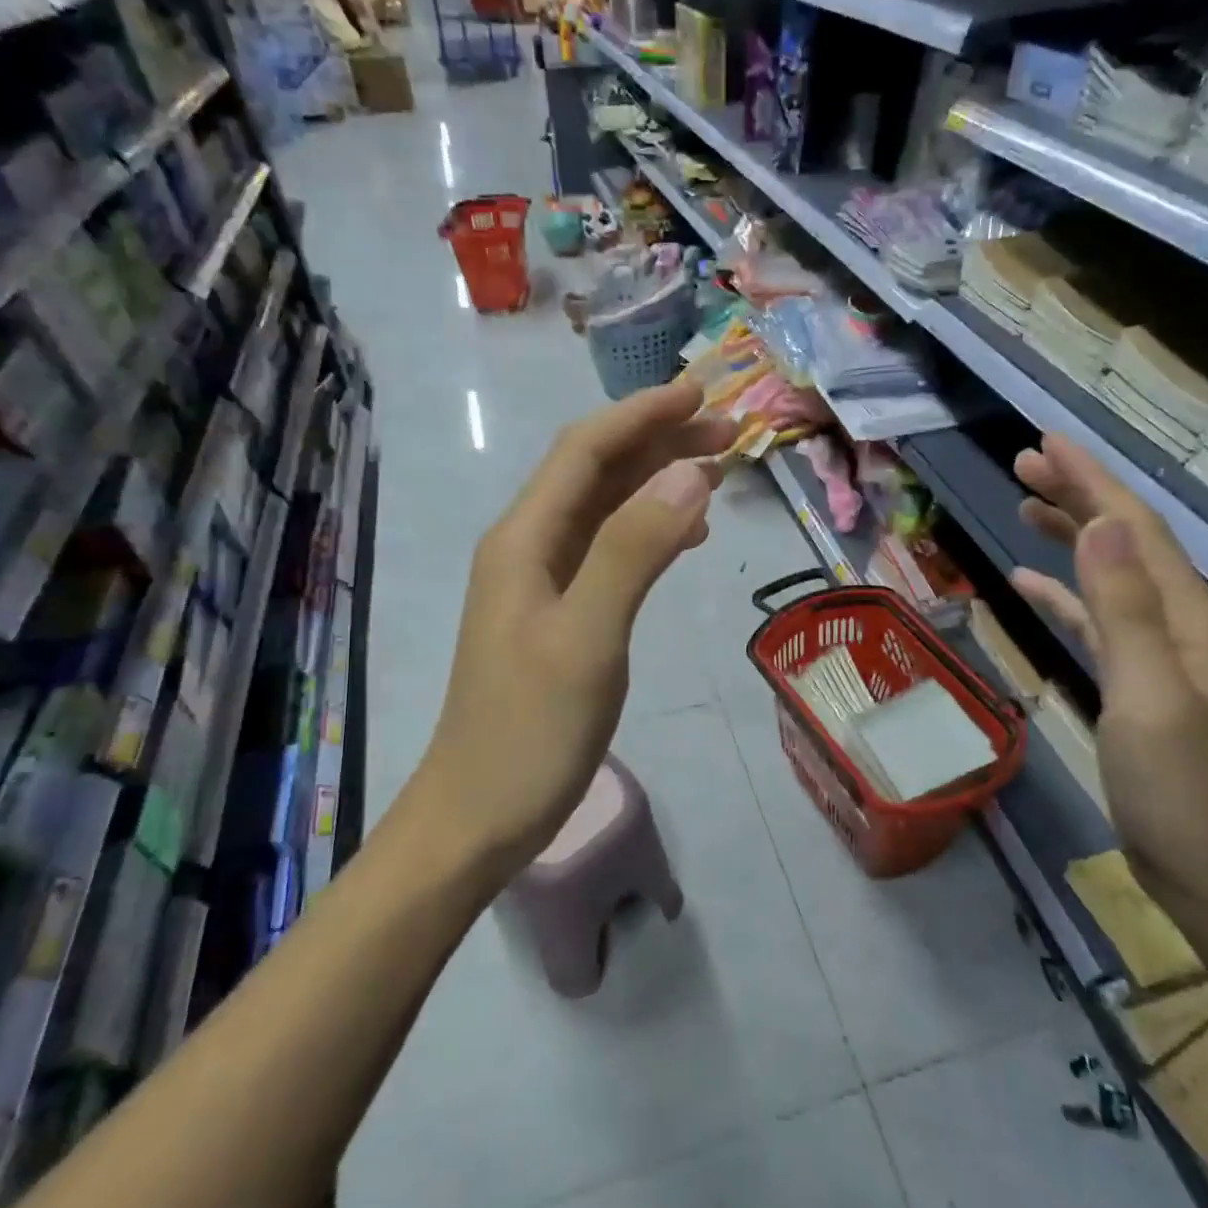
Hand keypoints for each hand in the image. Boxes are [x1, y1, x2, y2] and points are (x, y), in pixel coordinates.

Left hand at [412, 382, 736, 888]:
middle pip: (595, 472)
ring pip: (605, 509)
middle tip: (728, 431)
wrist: (479, 814)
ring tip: (718, 469)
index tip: (702, 393)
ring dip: (657, 481)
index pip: (584, 451)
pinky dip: (649, 529)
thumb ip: (635, 550)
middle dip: (658, 441)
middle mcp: (528, 547)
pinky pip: (609, 551)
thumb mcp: (588, 637)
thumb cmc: (531, 730)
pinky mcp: (559, 614)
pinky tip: (685, 534)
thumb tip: (690, 471)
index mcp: (524, 539)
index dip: (641, 414)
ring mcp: (542, 582)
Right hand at [1010, 435, 1207, 925]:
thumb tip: (1100, 525)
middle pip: (1126, 541)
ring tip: (1025, 504)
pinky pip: (1098, 619)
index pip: (1135, 528)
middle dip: (1079, 494)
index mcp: (1191, 617)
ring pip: (1110, 575)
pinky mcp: (1138, 682)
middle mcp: (1182, 622)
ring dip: (1071, 536)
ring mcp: (1161, 654)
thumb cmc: (1180, 789)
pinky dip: (1066, 593)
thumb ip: (1125, 609)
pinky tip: (1032, 583)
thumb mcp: (1148, 697)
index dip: (1092, 480)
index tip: (1046, 442)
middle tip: (1025, 462)